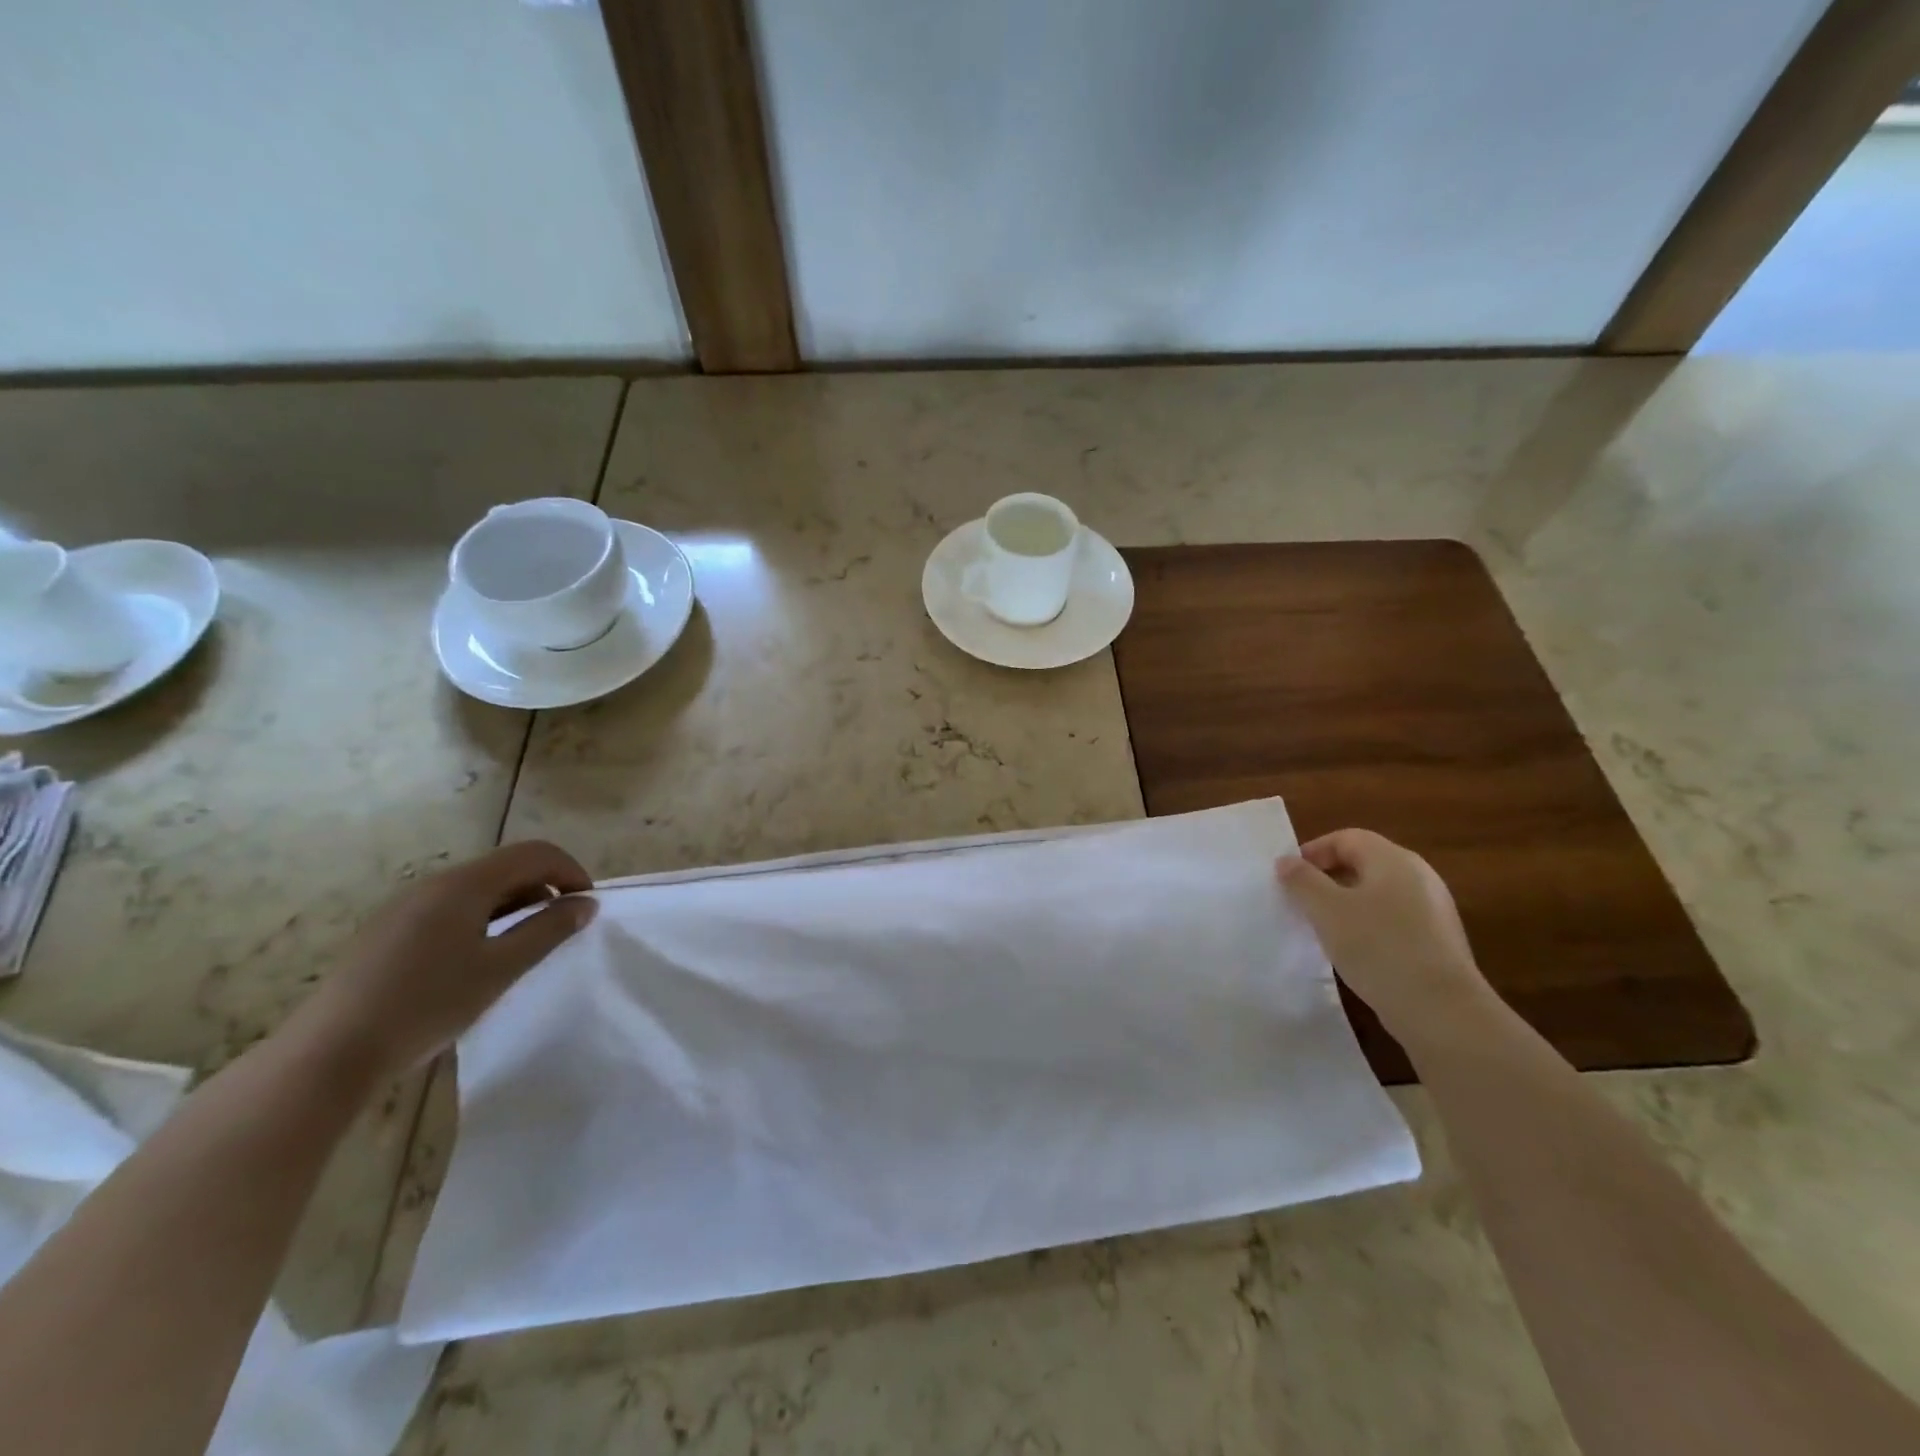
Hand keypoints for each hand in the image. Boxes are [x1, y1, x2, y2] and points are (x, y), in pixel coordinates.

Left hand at [293, 841, 595, 1077]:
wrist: (329, 1054)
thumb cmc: (427, 1005)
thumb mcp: (501, 968)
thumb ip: (548, 929)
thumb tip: (585, 903)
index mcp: (465, 884)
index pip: (535, 853)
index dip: (571, 871)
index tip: (586, 907)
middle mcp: (435, 883)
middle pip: (506, 866)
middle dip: (544, 888)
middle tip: (561, 929)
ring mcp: (406, 905)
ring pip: (478, 888)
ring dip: (514, 904)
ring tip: (524, 946)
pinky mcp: (388, 930)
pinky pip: (451, 907)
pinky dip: (482, 918)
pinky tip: (477, 959)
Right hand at [1276, 829, 1489, 1036]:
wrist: (1442, 1010)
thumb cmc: (1378, 947)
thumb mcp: (1326, 910)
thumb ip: (1302, 881)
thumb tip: (1286, 861)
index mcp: (1393, 859)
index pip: (1346, 838)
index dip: (1312, 851)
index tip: (1288, 877)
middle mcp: (1418, 875)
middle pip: (1364, 862)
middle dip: (1328, 877)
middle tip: (1301, 900)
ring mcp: (1433, 909)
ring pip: (1378, 893)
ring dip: (1347, 903)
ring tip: (1323, 927)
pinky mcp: (1439, 940)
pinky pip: (1394, 919)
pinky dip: (1369, 925)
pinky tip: (1356, 951)